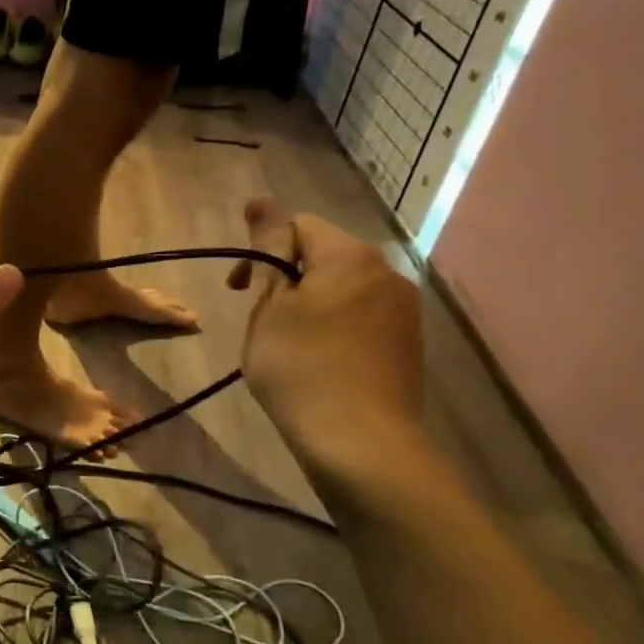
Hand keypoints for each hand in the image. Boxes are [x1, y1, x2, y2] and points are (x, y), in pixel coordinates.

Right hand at [229, 201, 425, 482]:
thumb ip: (267, 249)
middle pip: (323, 256)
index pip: (297, 226)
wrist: (361, 443)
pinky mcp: (407, 345)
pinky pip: (360, 318)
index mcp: (350, 256)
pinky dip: (332, 329)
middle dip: (284, 279)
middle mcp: (386, 273)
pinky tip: (318, 364)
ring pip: (341, 290)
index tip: (237, 292)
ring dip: (307, 305)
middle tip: (259, 321)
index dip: (260, 251)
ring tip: (285, 346)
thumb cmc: (301, 368)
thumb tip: (260, 200)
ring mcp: (403, 311)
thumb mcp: (271, 306)